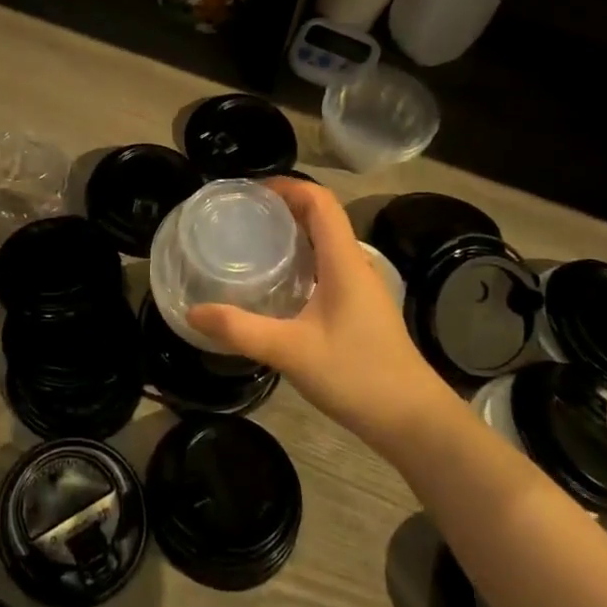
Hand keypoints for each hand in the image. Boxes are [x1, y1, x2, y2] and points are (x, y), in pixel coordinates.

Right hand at [187, 179, 451, 455]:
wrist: (413, 421)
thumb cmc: (358, 376)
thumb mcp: (291, 352)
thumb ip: (241, 330)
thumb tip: (193, 312)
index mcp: (344, 261)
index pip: (320, 201)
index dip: (287, 186)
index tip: (248, 191)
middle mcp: (355, 265)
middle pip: (321, 216)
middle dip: (282, 206)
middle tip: (239, 214)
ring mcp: (360, 287)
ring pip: (324, 242)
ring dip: (292, 232)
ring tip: (251, 240)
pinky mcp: (359, 308)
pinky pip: (326, 266)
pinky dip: (300, 259)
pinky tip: (275, 282)